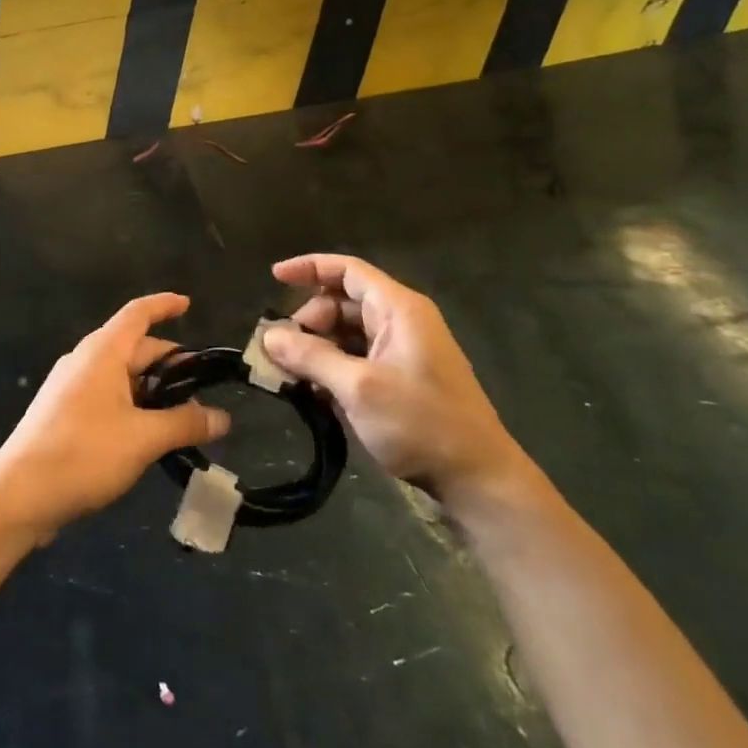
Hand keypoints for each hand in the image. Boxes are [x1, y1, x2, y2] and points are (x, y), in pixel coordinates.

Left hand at [0, 294, 229, 541]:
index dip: (164, 305)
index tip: (188, 304)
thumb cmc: (84, 453)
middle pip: (134, 348)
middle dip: (169, 364)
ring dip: (152, 390)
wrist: (19, 495)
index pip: (138, 313)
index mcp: (103, 352)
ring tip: (183, 417)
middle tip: (203, 388)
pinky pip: (107, 397)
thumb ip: (185, 423)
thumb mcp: (143, 438)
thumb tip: (223, 418)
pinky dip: (132, 406)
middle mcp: (85, 361)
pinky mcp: (64, 414)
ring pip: (121, 377)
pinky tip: (148, 435)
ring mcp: (71, 388)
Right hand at [262, 255, 530, 513]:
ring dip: (318, 348)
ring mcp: (404, 351)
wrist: (478, 480)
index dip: (309, 268)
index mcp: (399, 309)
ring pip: (348, 334)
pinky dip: (334, 368)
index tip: (274, 278)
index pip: (348, 270)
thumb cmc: (421, 423)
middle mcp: (402, 321)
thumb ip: (311, 357)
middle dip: (308, 321)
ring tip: (291, 375)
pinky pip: (359, 359)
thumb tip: (268, 336)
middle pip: (343, 303)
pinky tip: (315, 393)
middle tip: (281, 351)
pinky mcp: (403, 379)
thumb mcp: (358, 388)